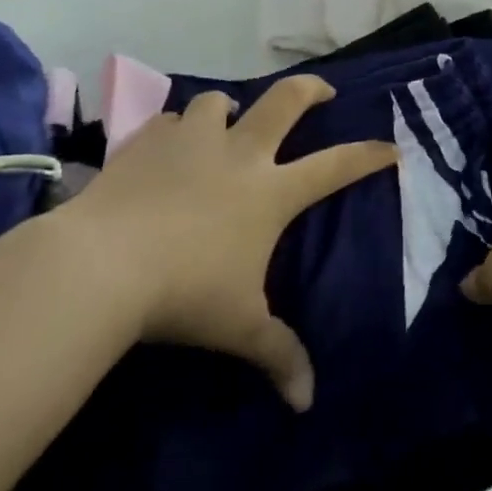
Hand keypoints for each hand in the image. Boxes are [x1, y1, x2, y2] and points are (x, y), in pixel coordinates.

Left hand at [69, 76, 395, 409]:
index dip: (368, 154)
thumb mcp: (239, 327)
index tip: (391, 147)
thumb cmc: (184, 293)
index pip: (336, 166)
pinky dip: (175, 129)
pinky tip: (168, 146)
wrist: (101, 265)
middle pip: (285, 100)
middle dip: (311, 89)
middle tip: (322, 92)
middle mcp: (239, 154)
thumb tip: (307, 402)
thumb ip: (279, 355)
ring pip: (219, 101)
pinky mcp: (146, 141)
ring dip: (229, 108)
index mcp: (272, 192)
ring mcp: (191, 141)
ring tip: (228, 121)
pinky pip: (167, 121)